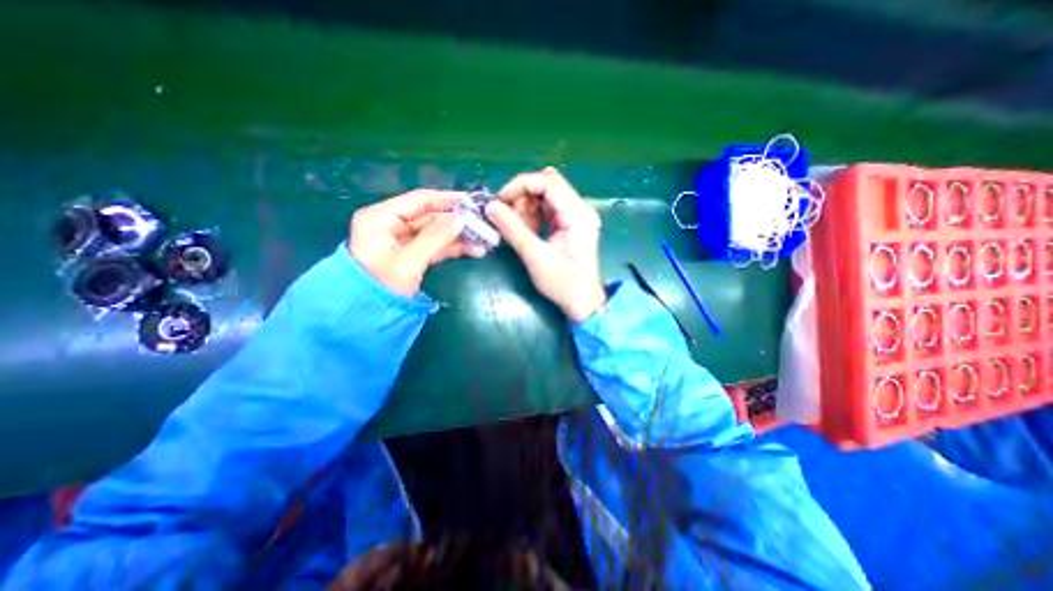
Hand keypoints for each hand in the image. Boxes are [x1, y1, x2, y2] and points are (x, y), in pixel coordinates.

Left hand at [351, 192, 486, 297]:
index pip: (420, 201)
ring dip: (459, 236)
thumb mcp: (409, 261)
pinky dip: (454, 248)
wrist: (367, 316)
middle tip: (483, 222)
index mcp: (382, 218)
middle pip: (431, 216)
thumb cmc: (382, 285)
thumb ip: (435, 237)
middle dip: (458, 221)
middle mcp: (392, 225)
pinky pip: (436, 246)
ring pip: (436, 232)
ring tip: (485, 239)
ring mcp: (403, 241)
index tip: (473, 201)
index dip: (448, 199)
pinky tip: (474, 249)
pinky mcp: (413, 255)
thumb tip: (462, 218)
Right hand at [482, 166, 605, 323]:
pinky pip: (549, 210)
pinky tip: (526, 230)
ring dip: (527, 206)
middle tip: (507, 215)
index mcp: (577, 214)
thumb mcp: (535, 256)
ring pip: (547, 197)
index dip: (521, 185)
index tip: (500, 201)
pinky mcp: (571, 225)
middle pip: (547, 185)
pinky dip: (534, 216)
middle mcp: (580, 209)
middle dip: (523, 196)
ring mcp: (576, 217)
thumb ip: (512, 229)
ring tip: (516, 226)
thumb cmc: (562, 283)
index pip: (548, 181)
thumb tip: (490, 206)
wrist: (582, 303)